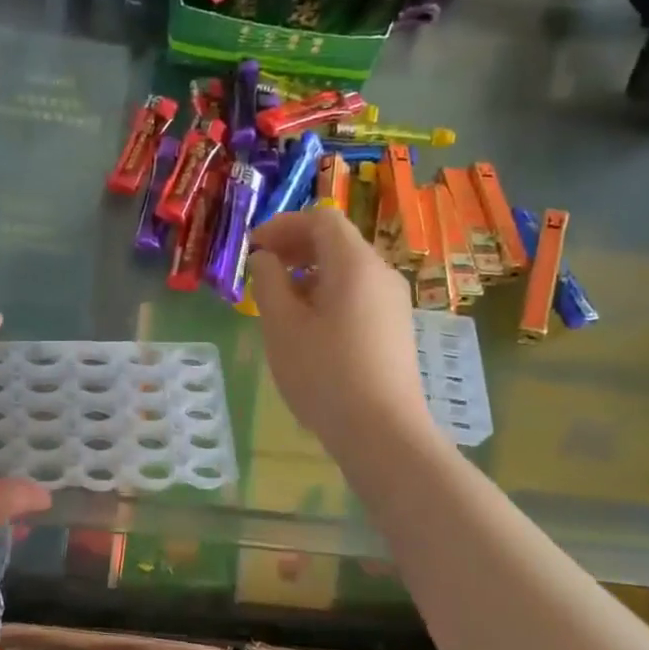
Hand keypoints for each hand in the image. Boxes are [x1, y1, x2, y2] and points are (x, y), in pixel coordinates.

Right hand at [245, 209, 438, 462]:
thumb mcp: (281, 325)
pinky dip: (326, 293)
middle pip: (336, 241)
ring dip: (308, 273)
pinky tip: (307, 326)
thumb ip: (268, 281)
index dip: (283, 225)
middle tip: (262, 270)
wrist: (381, 431)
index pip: (321, 218)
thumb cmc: (324, 374)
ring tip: (278, 302)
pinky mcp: (394, 328)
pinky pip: (357, 293)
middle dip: (295, 247)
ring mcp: (392, 302)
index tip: (254, 248)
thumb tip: (266, 258)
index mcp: (354, 264)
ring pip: (346, 269)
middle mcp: (380, 273)